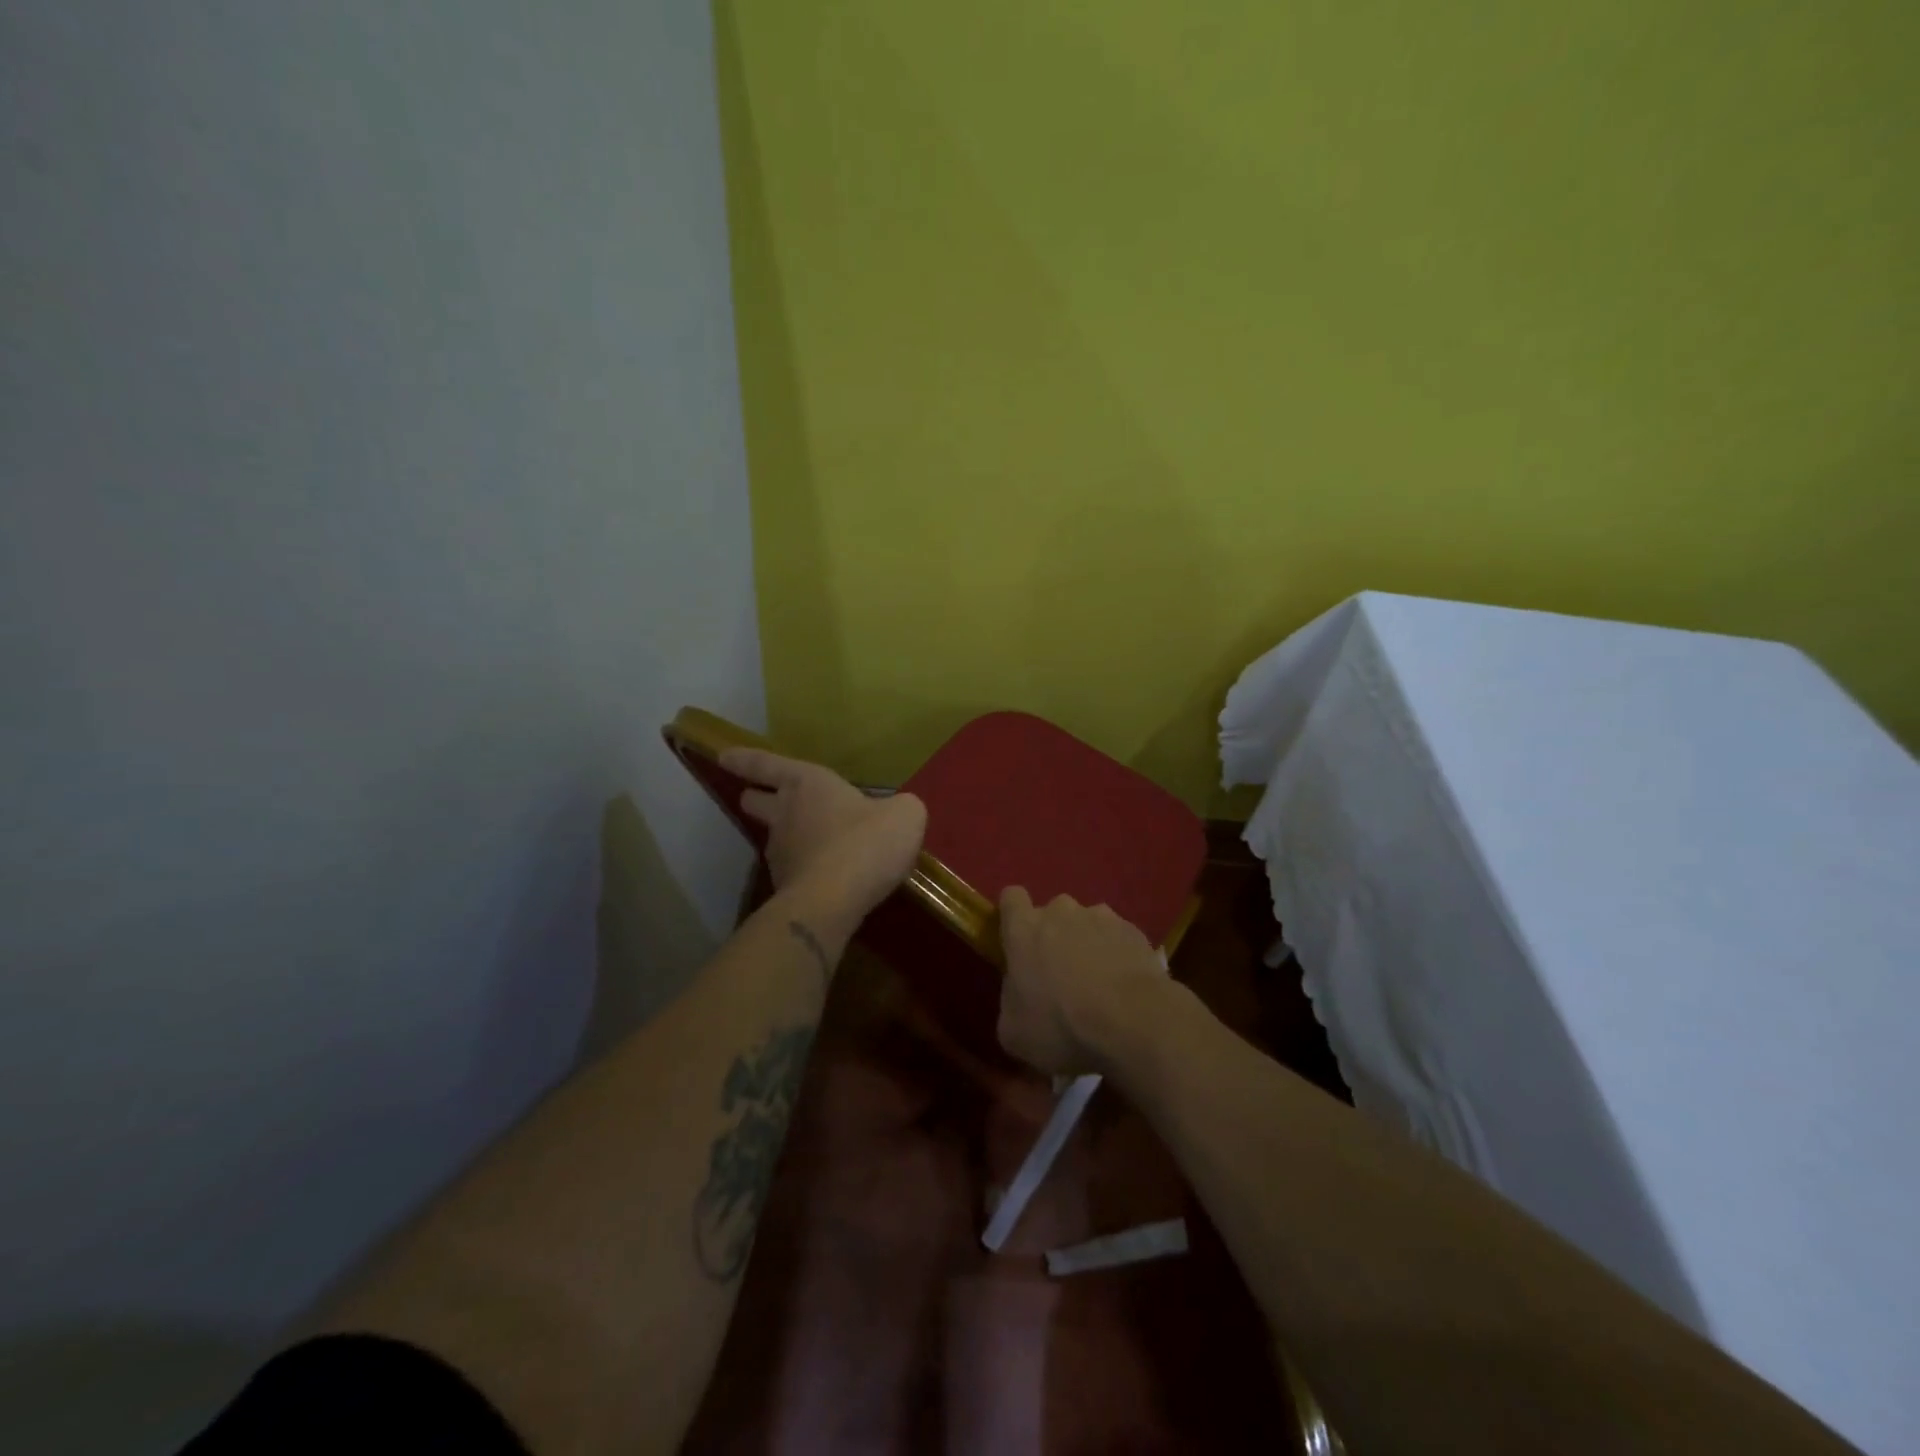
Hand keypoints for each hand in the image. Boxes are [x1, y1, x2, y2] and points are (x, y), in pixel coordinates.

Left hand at [720, 748, 926, 919]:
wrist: (835, 902)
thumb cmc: (866, 843)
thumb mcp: (904, 815)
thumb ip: (901, 807)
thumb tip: (899, 812)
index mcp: (807, 784)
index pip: (767, 764)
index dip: (745, 759)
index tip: (723, 756)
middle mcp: (785, 814)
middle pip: (756, 801)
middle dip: (757, 797)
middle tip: (765, 798)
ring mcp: (781, 853)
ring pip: (774, 837)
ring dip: (789, 837)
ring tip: (817, 843)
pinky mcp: (786, 887)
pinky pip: (795, 869)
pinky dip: (807, 868)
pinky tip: (830, 876)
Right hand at [996, 887, 1172, 1075]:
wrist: (1132, 1021)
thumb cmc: (1061, 1026)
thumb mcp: (1014, 1033)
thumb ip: (1011, 1003)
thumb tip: (1018, 997)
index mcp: (1024, 929)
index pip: (1011, 898)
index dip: (1014, 916)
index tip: (1018, 941)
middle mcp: (1060, 911)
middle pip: (1052, 912)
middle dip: (1054, 935)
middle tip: (1059, 973)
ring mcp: (1101, 917)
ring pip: (1087, 923)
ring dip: (1087, 943)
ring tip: (1098, 982)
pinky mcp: (1133, 930)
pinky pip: (1117, 937)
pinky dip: (1117, 954)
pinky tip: (1122, 985)